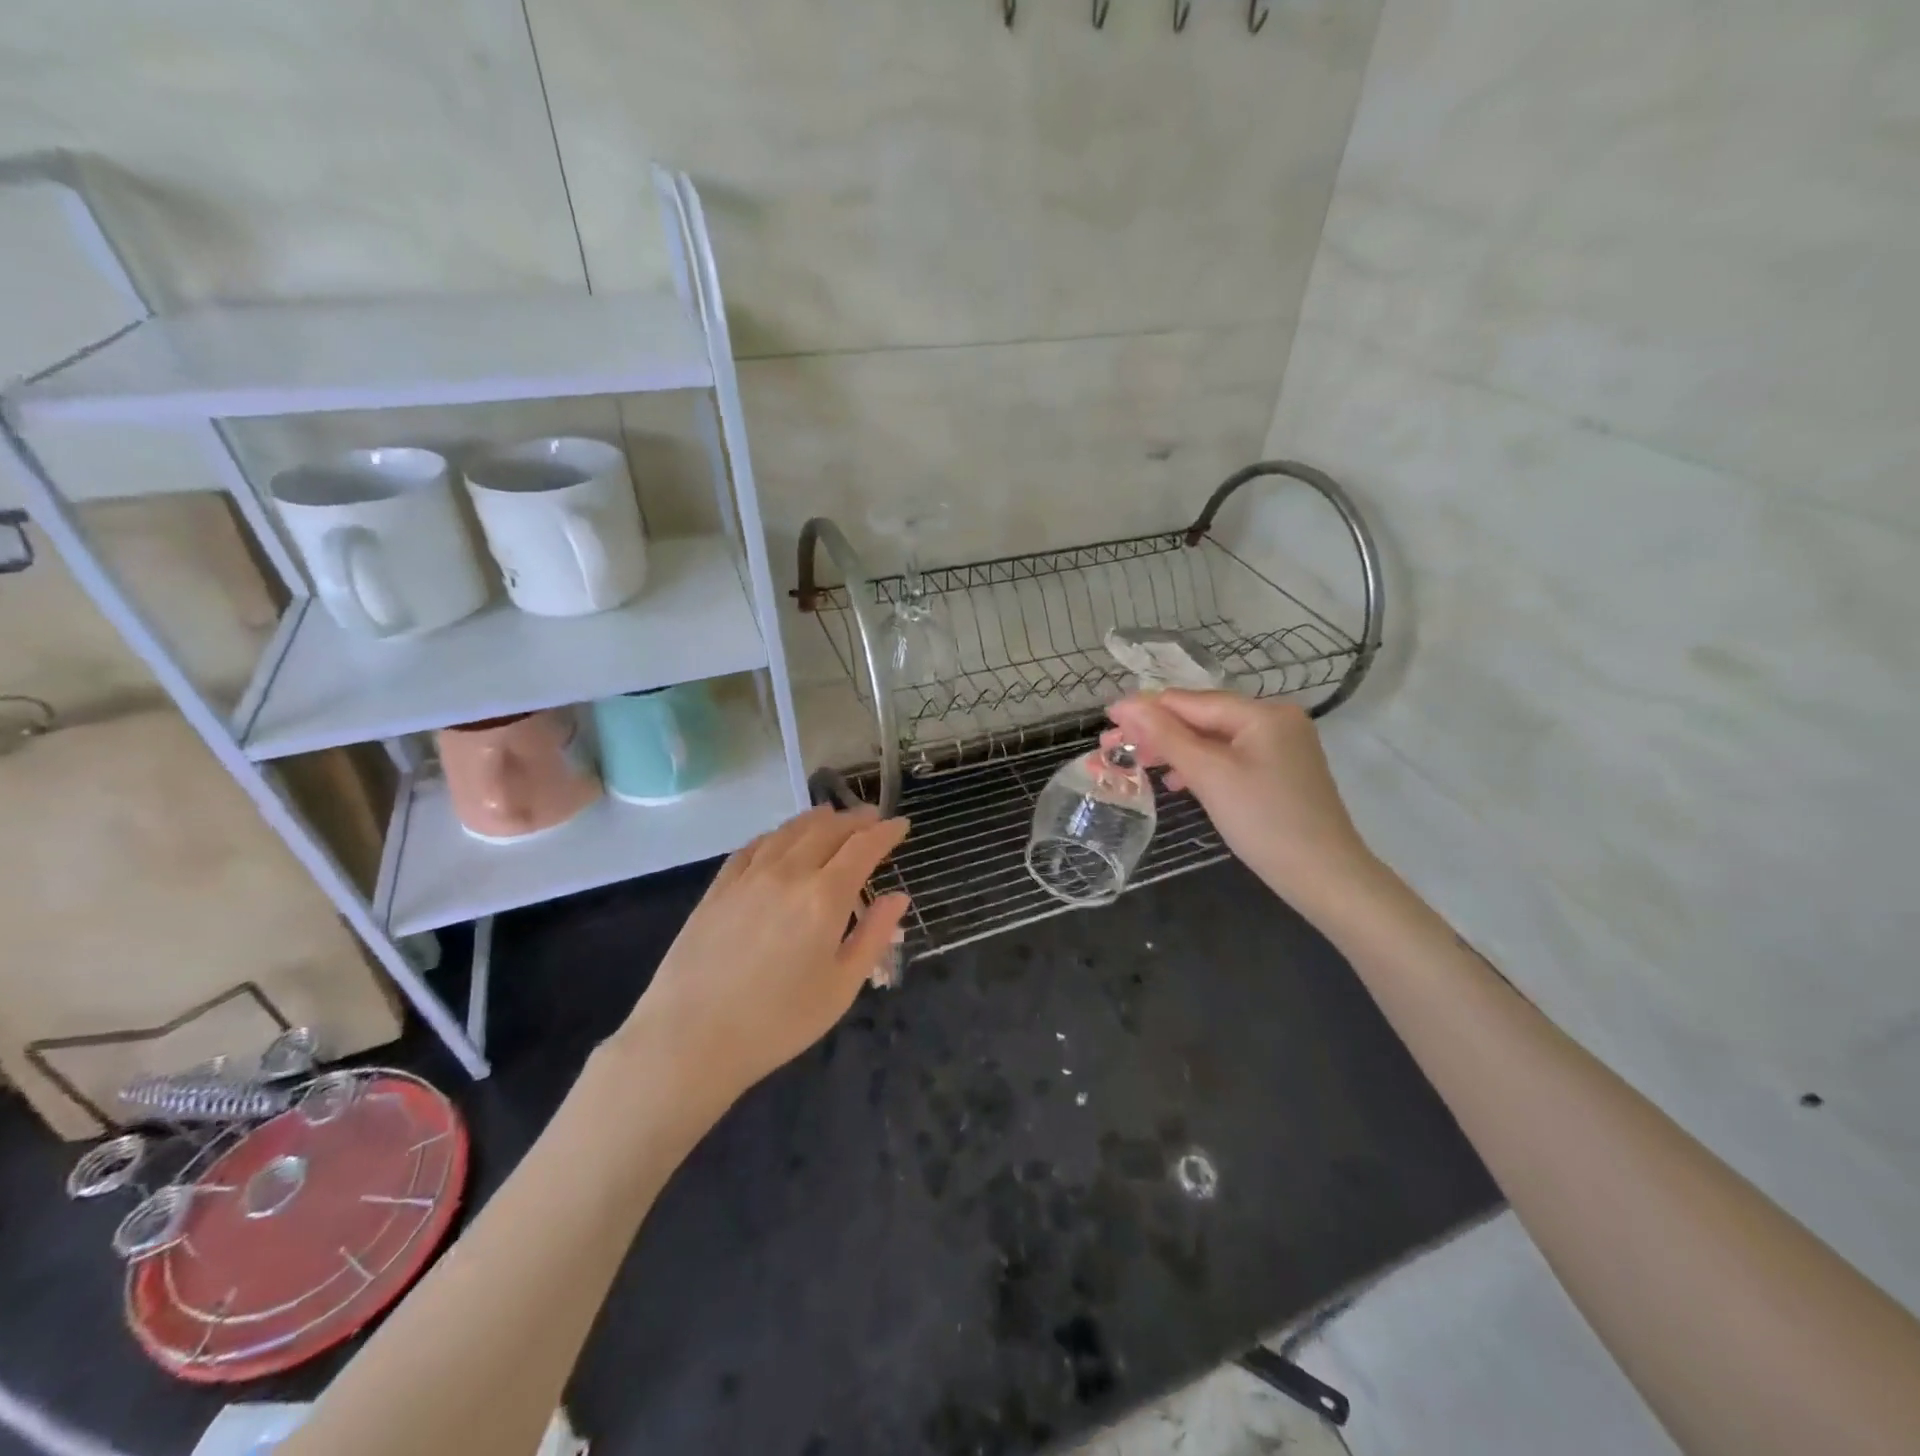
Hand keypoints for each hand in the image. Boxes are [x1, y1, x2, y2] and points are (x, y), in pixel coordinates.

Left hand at [614, 805, 909, 1110]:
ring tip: (831, 816)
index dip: (885, 832)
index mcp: (824, 896)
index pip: (863, 848)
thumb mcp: (841, 987)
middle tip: (871, 818)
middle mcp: (788, 873)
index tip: (901, 824)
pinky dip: (776, 835)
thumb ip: (873, 936)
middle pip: (827, 830)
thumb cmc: (777, 1022)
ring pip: (789, 832)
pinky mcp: (718, 888)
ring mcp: (748, 877)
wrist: (690, 1039)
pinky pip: (752, 847)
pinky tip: (779, 838)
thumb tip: (898, 897)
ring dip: (816, 820)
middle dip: (854, 820)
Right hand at [1103, 691, 1376, 906]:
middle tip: (1111, 749)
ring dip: (1172, 750)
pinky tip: (1176, 781)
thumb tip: (1126, 705)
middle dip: (1155, 733)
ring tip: (1136, 765)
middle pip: (1200, 718)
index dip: (1144, 709)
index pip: (1189, 701)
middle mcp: (1274, 720)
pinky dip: (1198, 766)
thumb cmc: (1265, 822)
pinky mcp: (1278, 772)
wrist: (1325, 877)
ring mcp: (1279, 746)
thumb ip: (1166, 736)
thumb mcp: (1210, 775)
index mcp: (1262, 713)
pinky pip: (1228, 758)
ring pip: (1212, 740)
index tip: (1105, 720)